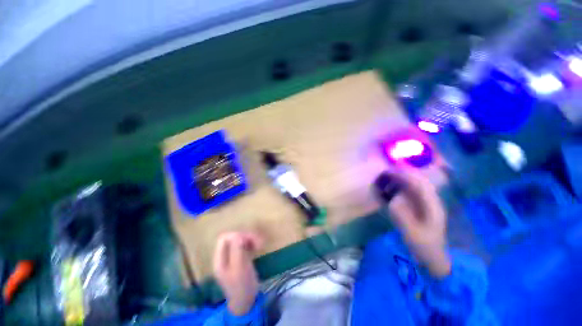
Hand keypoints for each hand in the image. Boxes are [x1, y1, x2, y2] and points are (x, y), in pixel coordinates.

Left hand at [213, 231, 262, 315]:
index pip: (224, 238)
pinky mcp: (239, 258)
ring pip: (239, 240)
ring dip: (250, 239)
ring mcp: (232, 257)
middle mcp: (224, 256)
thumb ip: (237, 250)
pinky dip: (251, 243)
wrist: (246, 300)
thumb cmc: (242, 285)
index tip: (249, 240)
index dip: (236, 235)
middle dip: (246, 236)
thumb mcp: (239, 268)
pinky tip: (258, 247)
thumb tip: (238, 235)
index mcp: (220, 259)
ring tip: (260, 244)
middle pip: (233, 237)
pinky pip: (244, 245)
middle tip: (258, 242)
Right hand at [387, 168, 451, 277]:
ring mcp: (428, 203)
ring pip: (417, 184)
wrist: (433, 257)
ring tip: (389, 176)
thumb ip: (402, 215)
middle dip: (405, 173)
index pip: (420, 184)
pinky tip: (394, 187)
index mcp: (433, 206)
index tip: (391, 170)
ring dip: (404, 178)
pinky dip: (403, 186)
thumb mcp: (412, 233)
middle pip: (420, 181)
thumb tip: (394, 199)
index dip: (406, 175)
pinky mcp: (423, 207)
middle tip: (388, 170)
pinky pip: (413, 191)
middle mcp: (432, 201)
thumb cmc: (423, 246)